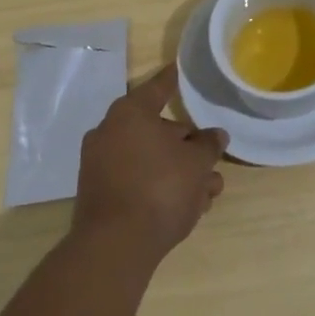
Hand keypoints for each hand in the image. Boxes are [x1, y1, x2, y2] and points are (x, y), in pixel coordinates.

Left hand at [74, 65, 227, 262]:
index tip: (179, 68)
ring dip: (179, 172)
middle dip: (187, 146)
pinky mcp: (100, 195)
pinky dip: (160, 187)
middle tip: (211, 160)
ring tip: (209, 192)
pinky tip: (188, 208)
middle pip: (157, 129)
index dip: (174, 79)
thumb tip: (215, 136)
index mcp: (131, 113)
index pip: (159, 87)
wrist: (115, 247)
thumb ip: (208, 145)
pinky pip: (137, 181)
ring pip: (150, 160)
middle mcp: (110, 132)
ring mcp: (100, 165)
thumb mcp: (197, 164)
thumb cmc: (160, 189)